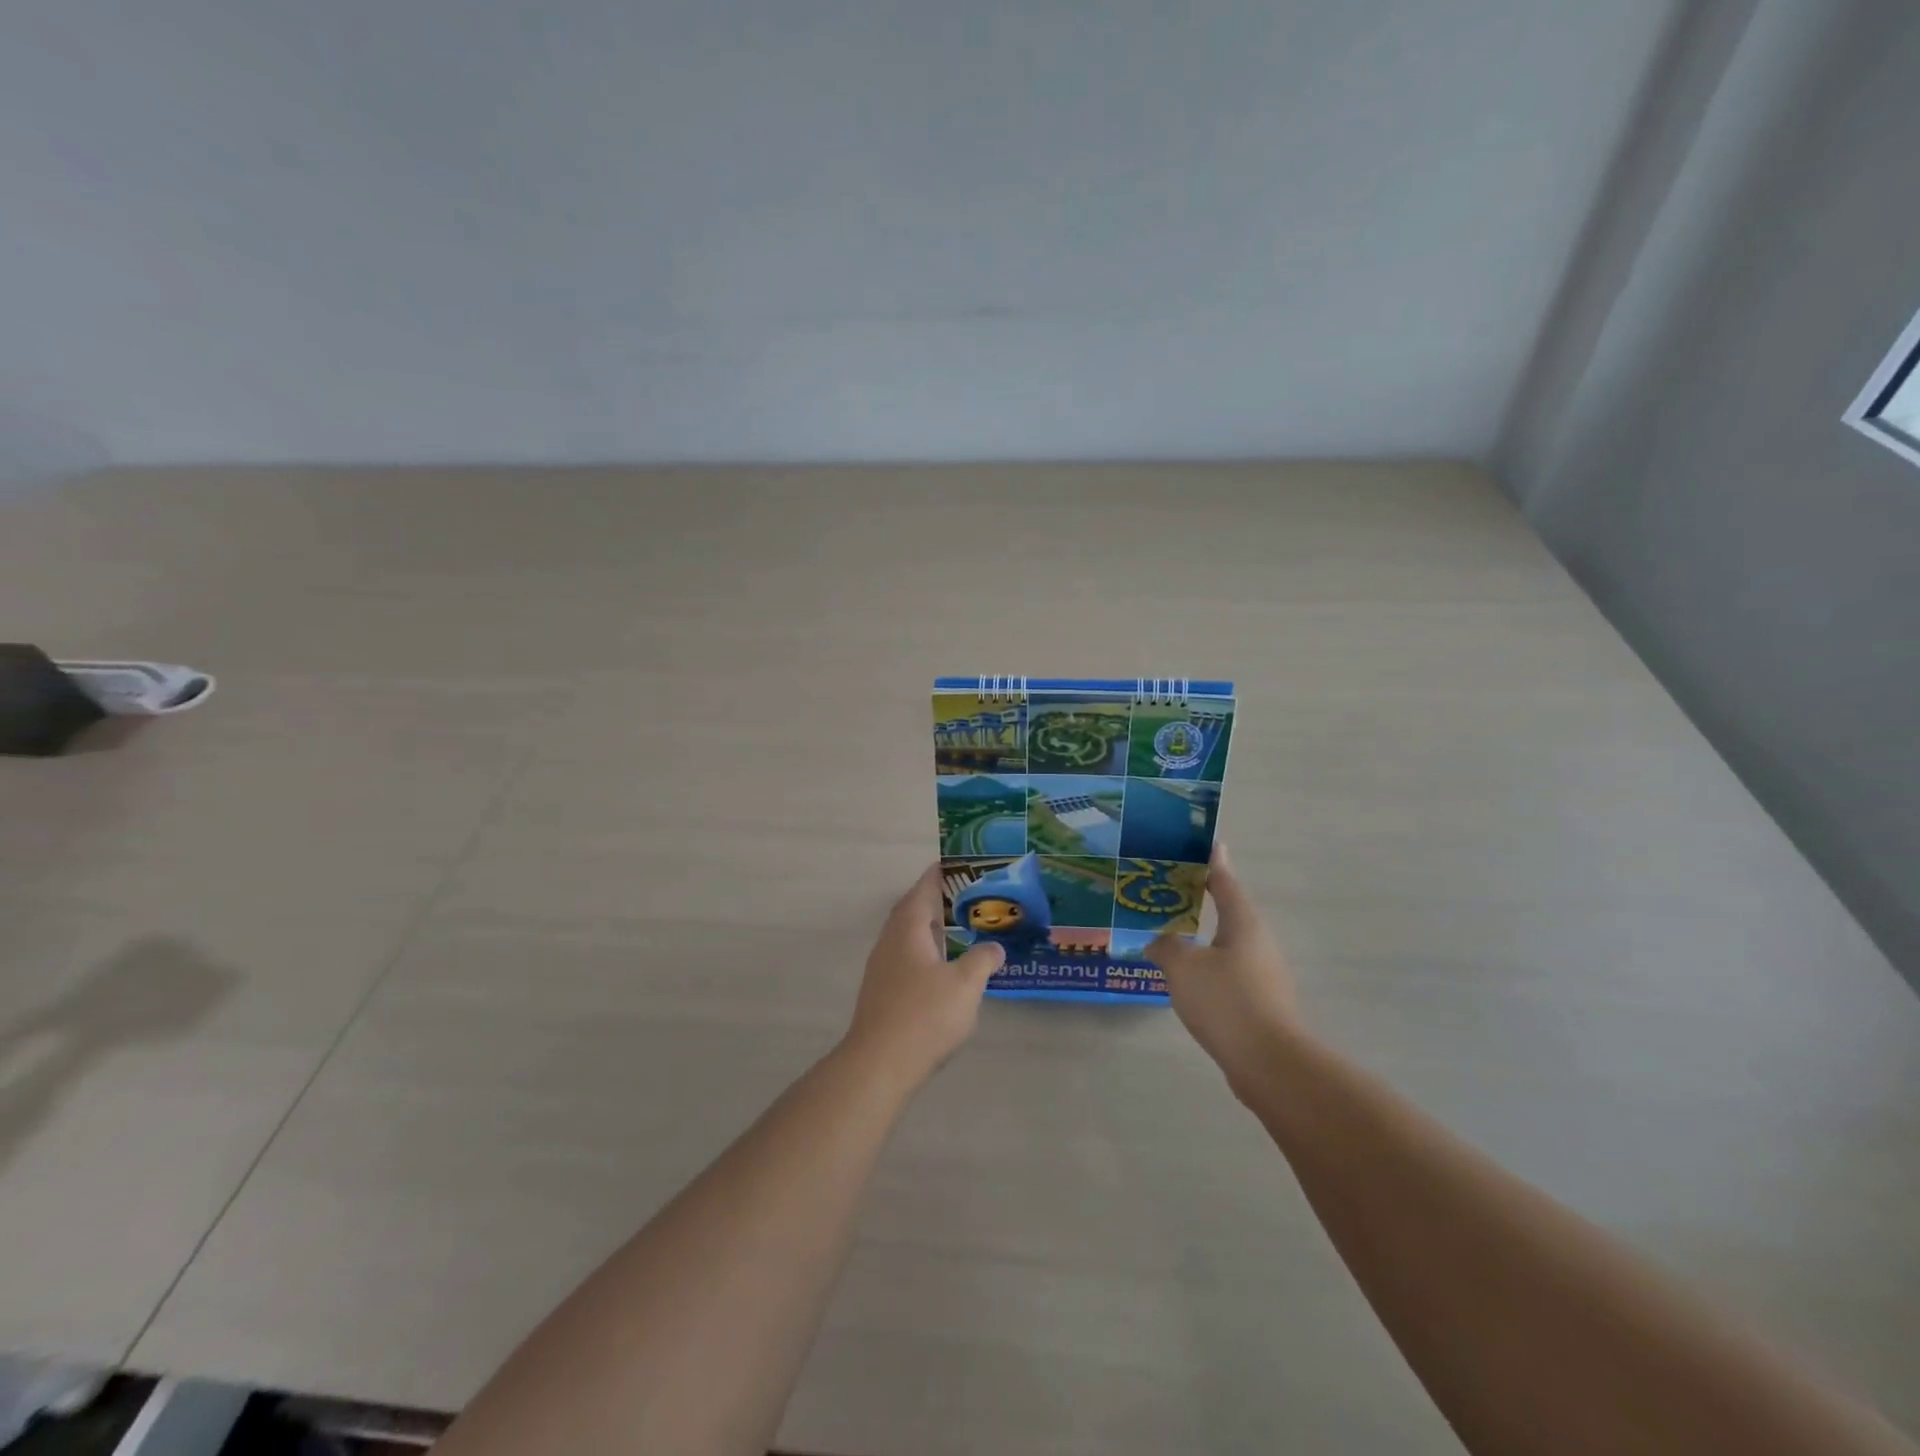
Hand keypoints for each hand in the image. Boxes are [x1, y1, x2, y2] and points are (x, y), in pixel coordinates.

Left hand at [842, 865, 1003, 1091]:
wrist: (879, 1064)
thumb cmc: (924, 1015)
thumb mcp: (965, 984)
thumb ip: (982, 960)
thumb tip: (994, 948)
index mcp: (907, 928)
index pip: (923, 889)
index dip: (940, 875)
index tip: (958, 864)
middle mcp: (890, 941)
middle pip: (912, 911)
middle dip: (937, 902)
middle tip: (966, 898)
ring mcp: (882, 968)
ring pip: (908, 937)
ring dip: (931, 930)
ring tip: (959, 931)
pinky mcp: (882, 992)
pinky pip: (906, 959)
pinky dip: (926, 953)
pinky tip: (943, 970)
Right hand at [1149, 846, 1301, 1095]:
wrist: (1269, 1063)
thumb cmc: (1226, 1001)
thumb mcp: (1183, 967)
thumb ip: (1166, 946)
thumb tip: (1158, 941)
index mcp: (1243, 922)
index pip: (1224, 881)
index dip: (1210, 862)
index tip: (1199, 845)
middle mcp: (1258, 941)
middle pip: (1228, 910)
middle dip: (1201, 898)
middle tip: (1167, 890)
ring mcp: (1263, 973)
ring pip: (1226, 943)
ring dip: (1201, 936)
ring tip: (1169, 933)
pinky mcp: (1260, 1001)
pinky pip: (1227, 971)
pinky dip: (1206, 965)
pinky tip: (1184, 977)